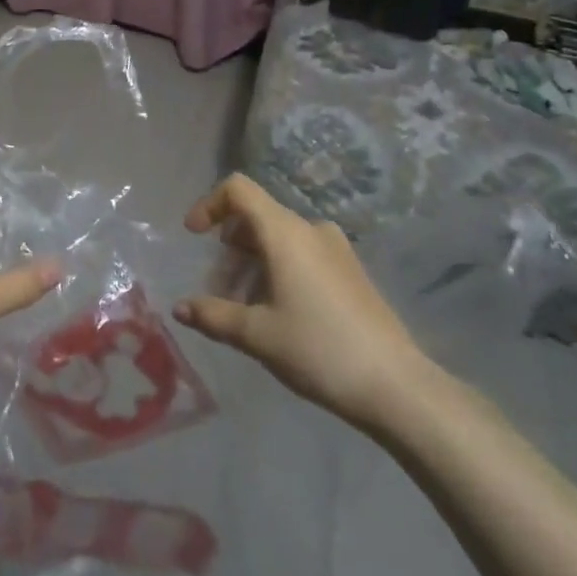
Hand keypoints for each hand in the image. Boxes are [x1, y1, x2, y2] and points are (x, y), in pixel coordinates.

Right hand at [174, 174, 428, 425]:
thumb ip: (214, 316)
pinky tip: (279, 314)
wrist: (396, 386)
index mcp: (285, 232)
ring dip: (253, 264)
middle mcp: (310, 229)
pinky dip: (279, 270)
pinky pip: (303, 254)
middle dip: (229, 249)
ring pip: (280, 239)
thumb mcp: (257, 335)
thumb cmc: (318, 349)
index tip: (194, 236)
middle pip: (257, 217)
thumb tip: (180, 308)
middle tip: (219, 292)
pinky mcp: (351, 270)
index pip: (238, 189)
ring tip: (246, 310)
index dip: (209, 204)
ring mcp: (336, 248)